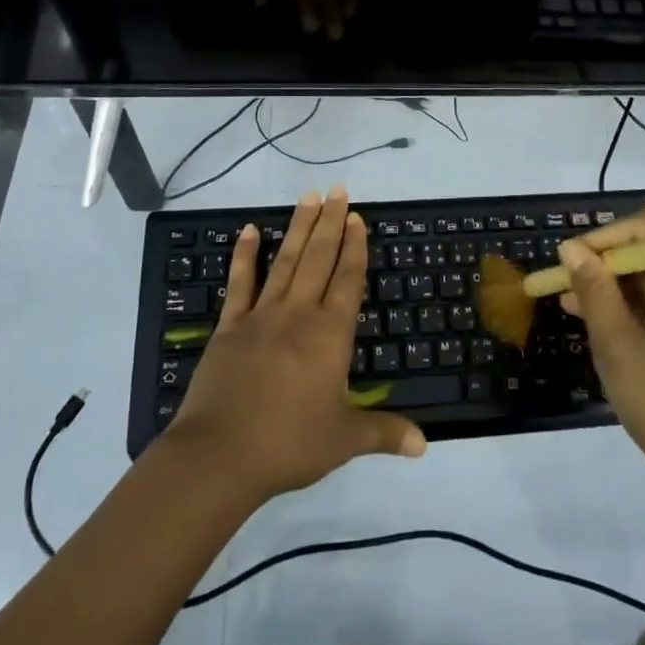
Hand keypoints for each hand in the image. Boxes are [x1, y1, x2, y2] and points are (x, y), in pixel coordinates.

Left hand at [165, 187, 424, 500]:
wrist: (219, 455)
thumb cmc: (289, 444)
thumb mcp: (344, 440)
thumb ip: (384, 434)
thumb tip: (425, 445)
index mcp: (330, 334)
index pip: (348, 279)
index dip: (355, 246)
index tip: (357, 217)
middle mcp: (298, 314)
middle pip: (319, 258)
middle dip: (331, 222)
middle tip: (338, 190)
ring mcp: (261, 315)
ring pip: (286, 260)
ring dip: (299, 227)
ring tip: (309, 196)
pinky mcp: (230, 326)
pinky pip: (240, 282)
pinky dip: (245, 255)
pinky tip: (250, 230)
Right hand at [559, 210, 644, 498]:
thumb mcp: (617, 346)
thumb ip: (594, 290)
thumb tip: (572, 248)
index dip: (605, 235)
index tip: (572, 259)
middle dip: (606, 261)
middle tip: (565, 282)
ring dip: (617, 284)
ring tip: (572, 303)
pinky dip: (636, 304)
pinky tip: (602, 322)